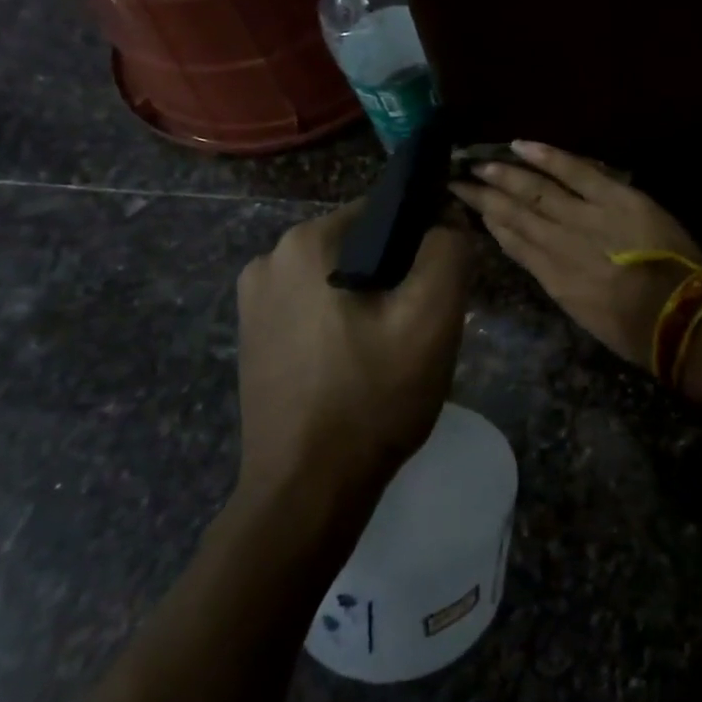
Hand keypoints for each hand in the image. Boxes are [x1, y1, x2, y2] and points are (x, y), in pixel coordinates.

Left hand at [233, 202, 476, 498]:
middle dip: (398, 272)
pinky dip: (343, 319)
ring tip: (393, 347)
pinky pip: (314, 305)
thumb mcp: (432, 317)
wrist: (308, 490)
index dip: (426, 239)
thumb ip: (448, 249)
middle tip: (422, 323)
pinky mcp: (252, 335)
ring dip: (372, 297)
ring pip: (339, 275)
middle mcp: (269, 258)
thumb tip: (446, 218)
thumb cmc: (373, 396)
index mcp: (306, 242)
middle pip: (361, 243)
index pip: (387, 211)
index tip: (443, 282)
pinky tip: (359, 361)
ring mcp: (253, 300)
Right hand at [449, 140, 701, 370]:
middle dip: (484, 197)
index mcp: (553, 279)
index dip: (490, 225)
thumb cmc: (635, 328)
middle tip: (458, 179)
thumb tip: (542, 259)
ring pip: (535, 191)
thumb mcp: (585, 313)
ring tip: (480, 163)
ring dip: (505, 175)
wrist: (676, 316)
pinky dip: (547, 157)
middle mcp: (558, 244)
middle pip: (513, 215)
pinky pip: (576, 171)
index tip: (471, 209)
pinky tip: (521, 145)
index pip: (513, 245)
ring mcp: (584, 217)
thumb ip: (561, 282)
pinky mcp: (614, 198)